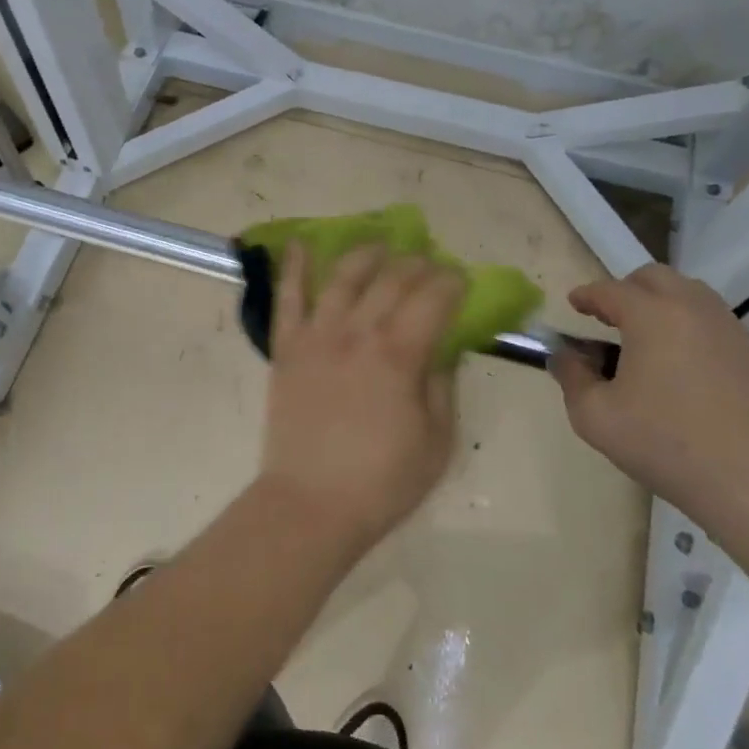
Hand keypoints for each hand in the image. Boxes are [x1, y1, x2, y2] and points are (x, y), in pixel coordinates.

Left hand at [259, 242, 464, 555]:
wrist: (311, 504)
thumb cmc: (382, 482)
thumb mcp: (437, 441)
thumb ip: (442, 386)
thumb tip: (446, 349)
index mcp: (399, 355)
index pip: (433, 299)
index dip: (451, 282)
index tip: (462, 278)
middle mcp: (358, 332)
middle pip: (391, 280)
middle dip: (417, 264)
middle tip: (429, 263)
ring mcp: (317, 336)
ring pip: (342, 277)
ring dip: (365, 254)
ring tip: (380, 244)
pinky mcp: (287, 348)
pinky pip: (287, 298)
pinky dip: (291, 268)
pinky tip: (298, 244)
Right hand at [548, 265, 748, 527]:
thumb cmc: (666, 445)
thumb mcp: (595, 417)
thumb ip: (571, 377)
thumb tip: (563, 356)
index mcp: (652, 316)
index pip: (610, 290)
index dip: (587, 295)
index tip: (573, 304)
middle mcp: (694, 310)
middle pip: (656, 278)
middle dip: (627, 289)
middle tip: (610, 317)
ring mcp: (733, 331)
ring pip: (692, 295)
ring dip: (663, 304)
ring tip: (648, 339)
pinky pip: (718, 325)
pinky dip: (693, 330)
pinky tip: (687, 368)